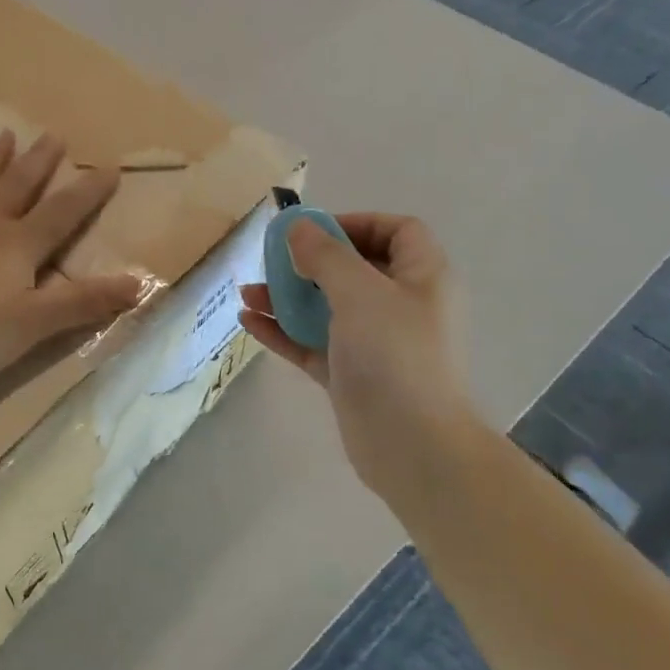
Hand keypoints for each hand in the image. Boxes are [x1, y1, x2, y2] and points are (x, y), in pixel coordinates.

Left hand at [0, 130, 145, 387]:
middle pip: (17, 186)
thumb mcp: (34, 325)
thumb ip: (85, 303)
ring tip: (5, 135)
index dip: (88, 193)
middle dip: (39, 162)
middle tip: (54, 135)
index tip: (108, 168)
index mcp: (16, 245)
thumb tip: (140, 283)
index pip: (62, 213)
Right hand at [239, 213, 478, 486]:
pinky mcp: (351, 374)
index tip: (313, 232)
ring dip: (288, 297)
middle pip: (355, 269)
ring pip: (328, 307)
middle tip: (271, 261)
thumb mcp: (360, 293)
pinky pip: (314, 342)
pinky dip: (284, 331)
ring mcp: (376, 343)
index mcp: (423, 277)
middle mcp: (403, 305)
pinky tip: (249, 322)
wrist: (413, 446)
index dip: (355, 223)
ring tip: (246, 293)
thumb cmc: (394, 356)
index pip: (397, 231)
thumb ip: (325, 256)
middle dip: (309, 262)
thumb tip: (297, 226)